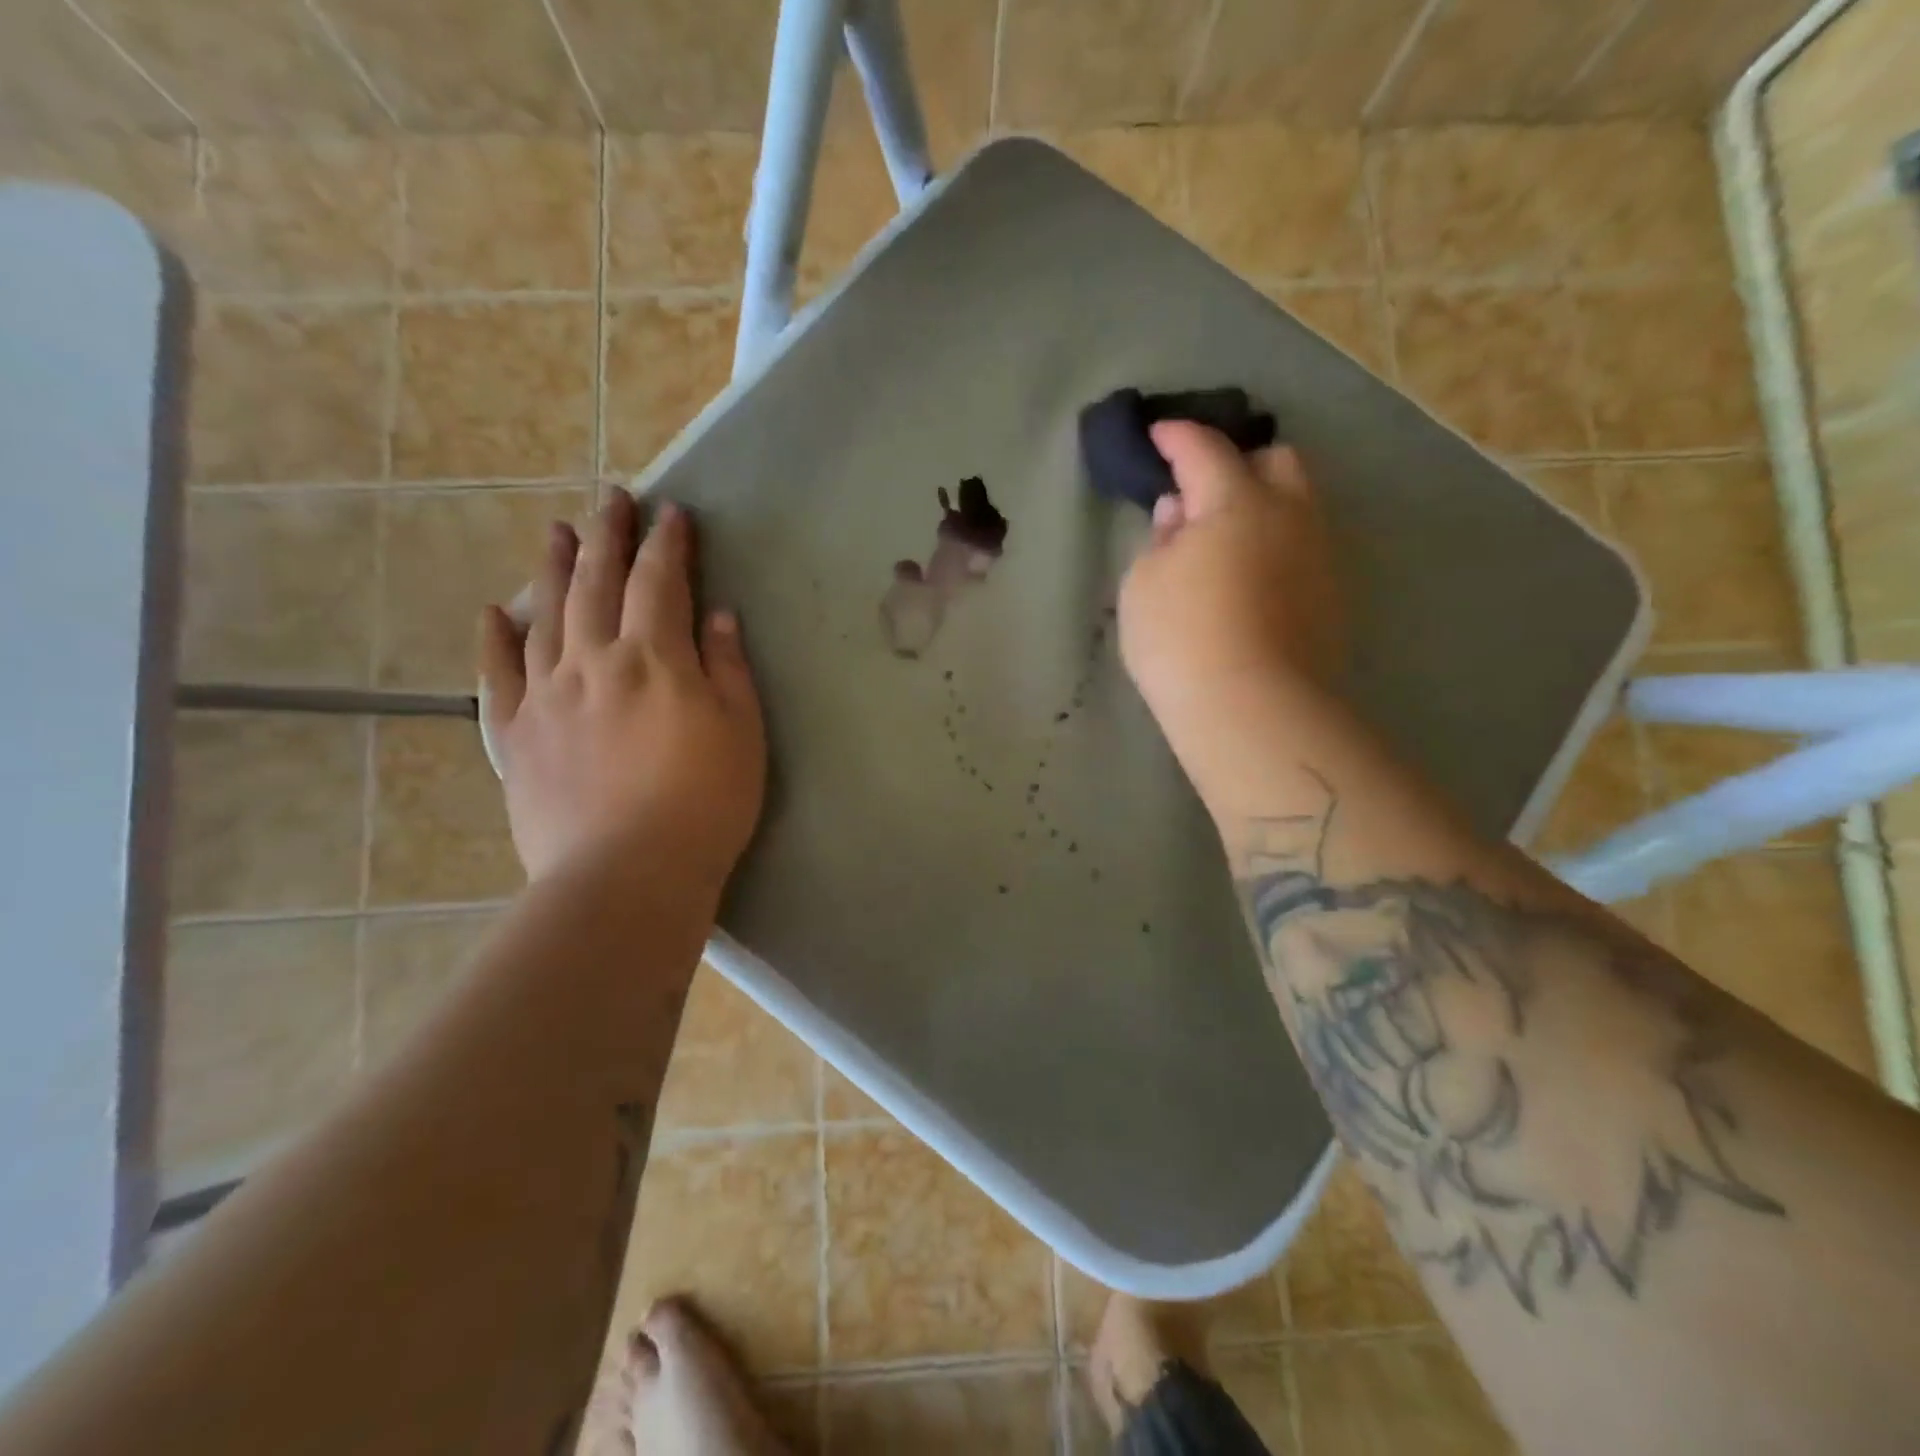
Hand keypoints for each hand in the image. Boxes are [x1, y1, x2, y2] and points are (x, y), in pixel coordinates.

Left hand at [479, 491, 765, 886]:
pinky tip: (494, 613)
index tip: (673, 513)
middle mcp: (593, 662)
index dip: (668, 544)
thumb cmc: (705, 804)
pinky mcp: (516, 736)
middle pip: (597, 583)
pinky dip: (494, 640)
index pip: (660, 583)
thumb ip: (727, 668)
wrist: (627, 875)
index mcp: (655, 659)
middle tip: (609, 496)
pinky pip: (497, 677)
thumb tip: (715, 615)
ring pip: (545, 616)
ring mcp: (546, 696)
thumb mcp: (742, 733)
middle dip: (607, 535)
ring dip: (553, 569)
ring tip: (556, 532)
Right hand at [1119, 421, 1344, 773]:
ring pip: (1296, 507)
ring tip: (1223, 541)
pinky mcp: (1330, 598)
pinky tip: (1248, 580)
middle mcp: (1290, 515)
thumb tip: (1180, 514)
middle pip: (1276, 460)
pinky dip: (1274, 548)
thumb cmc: (1181, 638)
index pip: (1204, 449)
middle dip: (1238, 462)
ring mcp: (1318, 557)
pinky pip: (1301, 551)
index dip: (1176, 437)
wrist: (1252, 710)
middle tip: (1201, 492)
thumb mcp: (1143, 584)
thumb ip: (1160, 540)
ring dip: (1260, 508)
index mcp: (1238, 500)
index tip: (1156, 434)